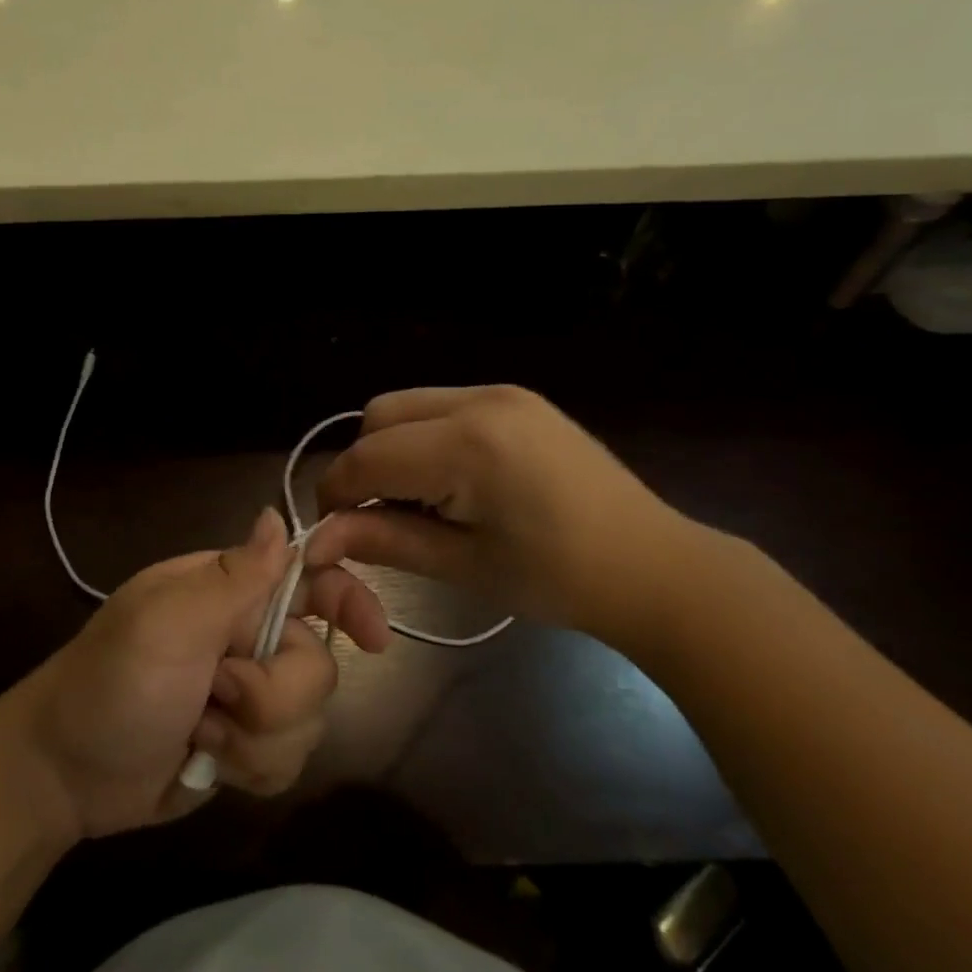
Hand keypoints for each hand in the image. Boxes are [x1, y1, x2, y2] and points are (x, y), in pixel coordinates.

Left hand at [15, 507, 389, 839]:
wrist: (64, 774)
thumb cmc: (113, 682)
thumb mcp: (168, 623)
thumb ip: (234, 576)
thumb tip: (277, 516)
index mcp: (230, 592)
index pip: (309, 578)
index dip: (349, 600)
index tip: (374, 638)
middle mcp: (247, 637)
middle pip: (316, 664)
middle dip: (273, 694)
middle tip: (216, 695)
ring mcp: (249, 696)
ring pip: (309, 720)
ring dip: (255, 739)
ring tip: (200, 733)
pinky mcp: (246, 747)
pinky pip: (290, 761)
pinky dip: (252, 769)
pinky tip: (209, 764)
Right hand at [305, 385, 712, 644]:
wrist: (653, 565)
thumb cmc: (558, 579)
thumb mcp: (462, 565)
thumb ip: (384, 540)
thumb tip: (318, 540)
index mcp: (468, 444)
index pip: (368, 457)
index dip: (337, 493)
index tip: (331, 530)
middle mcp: (479, 400)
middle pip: (379, 416)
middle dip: (363, 464)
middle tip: (379, 515)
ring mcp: (501, 392)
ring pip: (407, 405)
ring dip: (391, 447)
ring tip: (417, 500)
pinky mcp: (516, 398)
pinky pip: (441, 405)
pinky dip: (424, 437)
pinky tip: (449, 480)